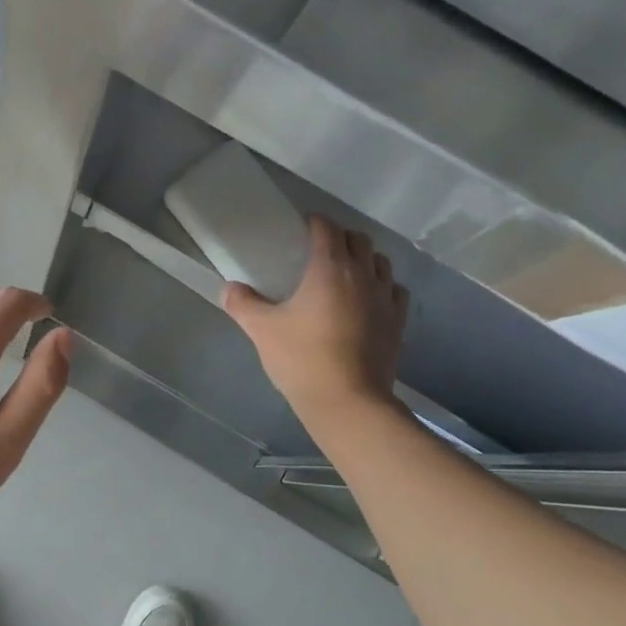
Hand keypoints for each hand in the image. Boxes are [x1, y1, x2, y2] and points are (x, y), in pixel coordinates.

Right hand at [223, 214, 408, 417]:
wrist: (348, 402)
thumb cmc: (303, 359)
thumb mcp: (262, 330)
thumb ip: (243, 304)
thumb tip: (228, 288)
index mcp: (330, 268)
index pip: (327, 228)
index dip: (315, 222)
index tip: (301, 227)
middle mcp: (363, 275)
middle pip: (359, 240)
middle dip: (341, 237)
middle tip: (320, 250)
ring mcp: (385, 299)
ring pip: (381, 263)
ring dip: (364, 260)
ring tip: (346, 273)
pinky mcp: (397, 323)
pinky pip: (395, 291)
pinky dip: (383, 286)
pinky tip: (369, 300)